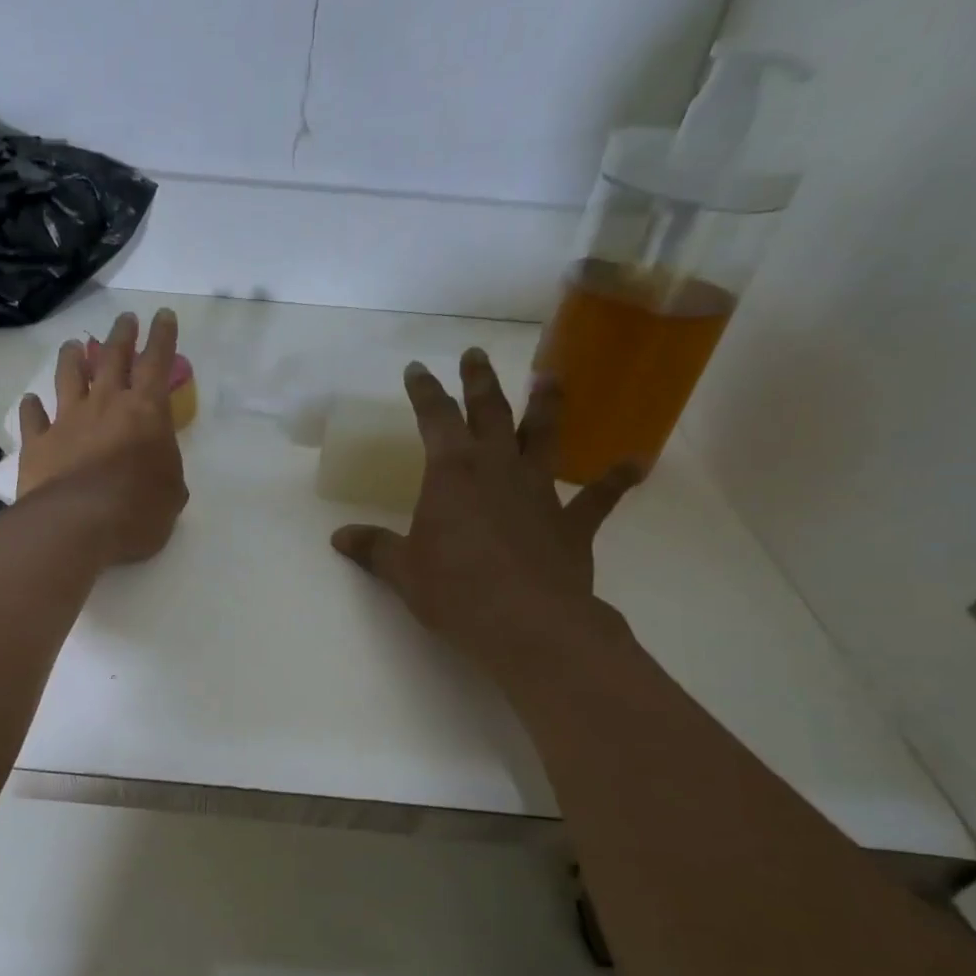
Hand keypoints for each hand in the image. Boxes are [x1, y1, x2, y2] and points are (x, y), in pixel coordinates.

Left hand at [17, 308, 188, 565]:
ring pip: (69, 376)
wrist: (80, 523)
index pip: (158, 362)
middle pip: (113, 357)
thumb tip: (156, 468)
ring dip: (73, 358)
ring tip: (74, 345)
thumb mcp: (172, 493)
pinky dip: (32, 407)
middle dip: (122, 335)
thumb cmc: (139, 509)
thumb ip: (165, 471)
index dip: (162, 336)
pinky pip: (33, 417)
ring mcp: (68, 420)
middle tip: (125, 320)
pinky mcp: (39, 442)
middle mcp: (106, 404)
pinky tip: (30, 402)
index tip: (163, 315)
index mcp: (146, 411)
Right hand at [331, 350, 639, 673]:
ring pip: (545, 436)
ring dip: (547, 405)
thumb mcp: (403, 570)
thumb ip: (374, 549)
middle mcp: (498, 468)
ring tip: (550, 376)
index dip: (424, 391)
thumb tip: (339, 538)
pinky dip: (617, 480)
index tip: (418, 368)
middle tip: (476, 353)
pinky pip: (599, 498)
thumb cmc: (454, 590)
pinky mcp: (572, 523)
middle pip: (489, 412)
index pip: (434, 418)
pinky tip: (636, 463)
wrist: (526, 622)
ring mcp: (540, 491)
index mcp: (452, 472)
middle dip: (479, 381)